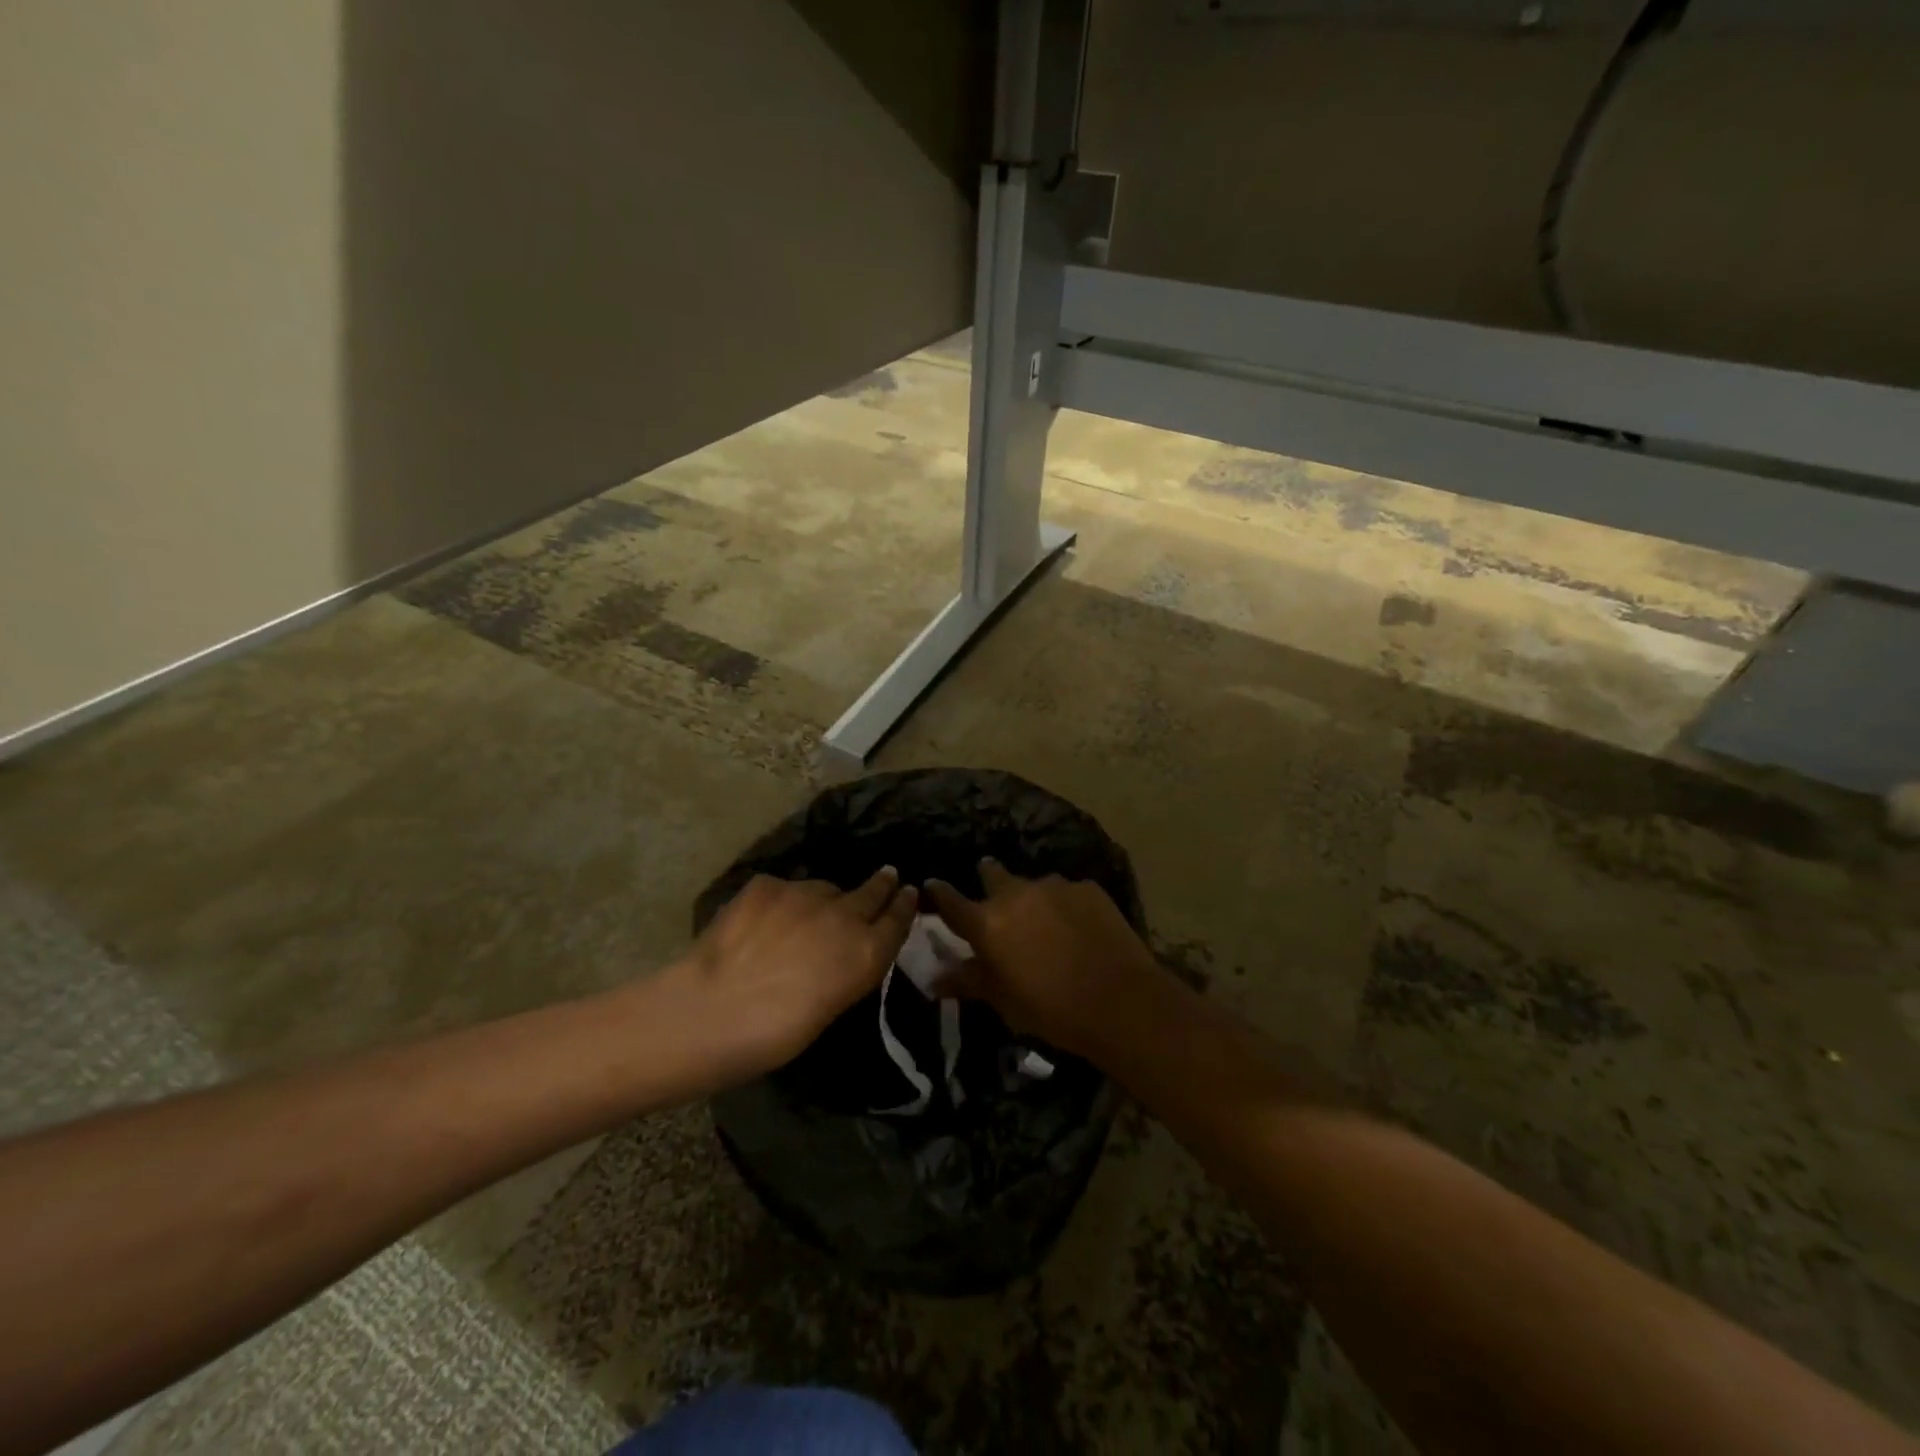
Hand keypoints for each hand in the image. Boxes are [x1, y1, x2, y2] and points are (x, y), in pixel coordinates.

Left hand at [670, 869, 916, 1083]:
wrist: (713, 1010)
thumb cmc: (775, 1035)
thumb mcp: (830, 1007)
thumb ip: (846, 970)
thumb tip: (841, 955)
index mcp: (866, 953)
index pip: (898, 919)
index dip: (905, 905)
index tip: (909, 892)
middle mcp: (844, 914)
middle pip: (872, 891)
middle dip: (881, 884)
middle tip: (887, 875)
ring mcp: (805, 893)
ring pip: (824, 889)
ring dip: (824, 899)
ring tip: (807, 916)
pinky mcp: (768, 884)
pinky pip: (784, 889)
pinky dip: (781, 902)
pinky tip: (763, 920)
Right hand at [924, 859, 1164, 1061]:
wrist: (1120, 1001)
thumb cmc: (1051, 1009)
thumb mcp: (1002, 1001)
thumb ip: (967, 981)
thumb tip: (933, 978)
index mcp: (987, 922)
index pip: (951, 900)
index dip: (939, 893)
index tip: (933, 884)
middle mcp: (1016, 893)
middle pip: (992, 874)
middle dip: (989, 878)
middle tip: (995, 898)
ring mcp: (1054, 886)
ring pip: (1033, 884)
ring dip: (1032, 898)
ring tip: (1045, 922)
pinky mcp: (1088, 888)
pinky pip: (1067, 892)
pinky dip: (1065, 905)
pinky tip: (1079, 928)